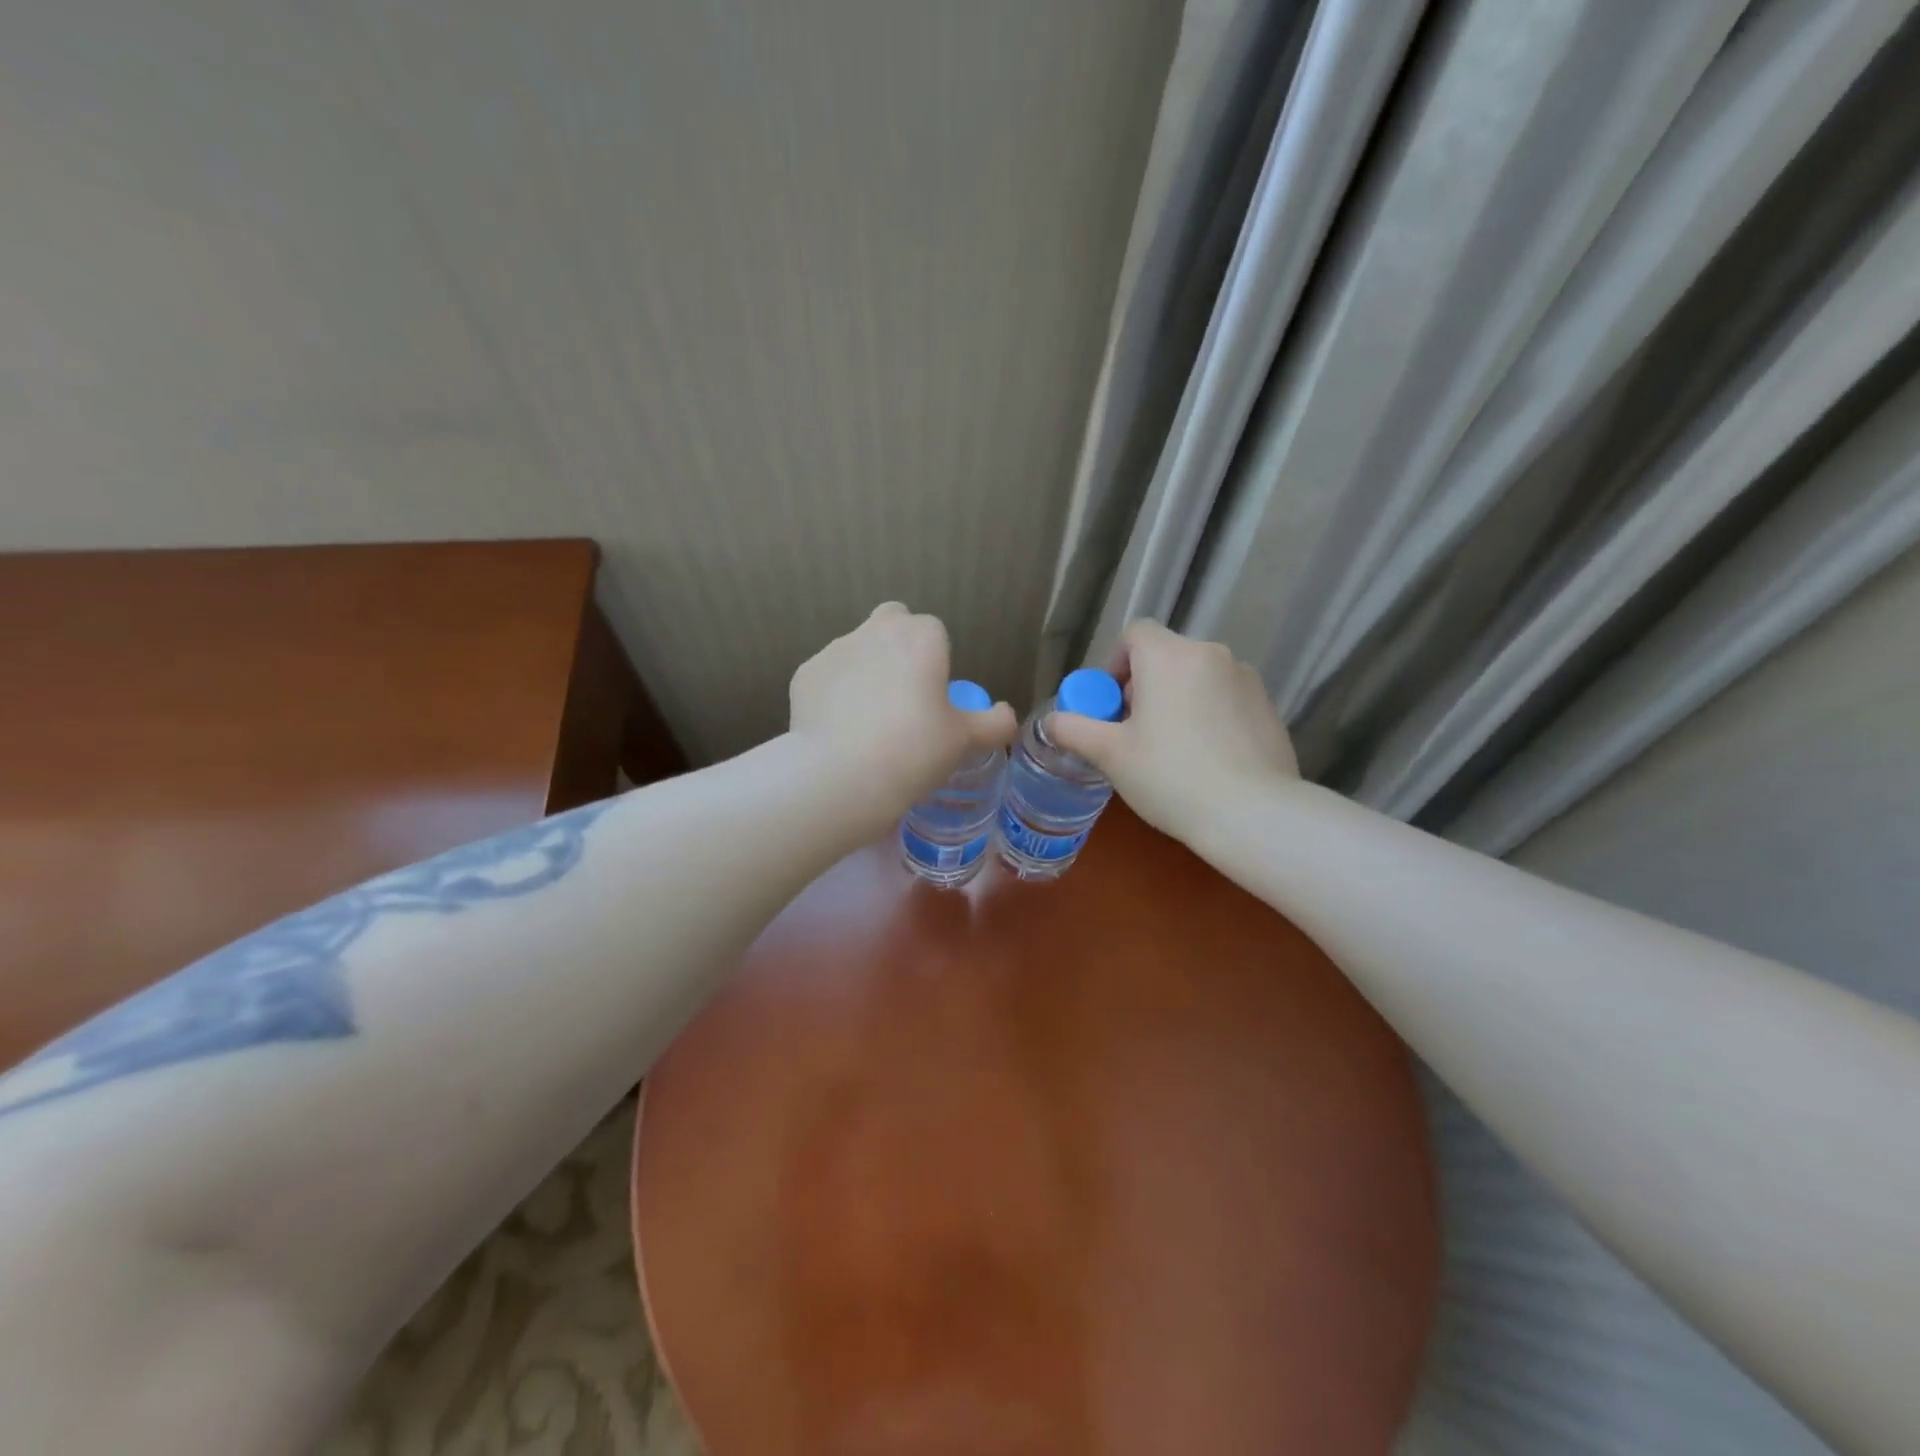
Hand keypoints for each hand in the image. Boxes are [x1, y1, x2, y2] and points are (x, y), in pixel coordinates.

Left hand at [789, 603, 1016, 827]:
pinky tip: (839, 730)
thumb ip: (993, 723)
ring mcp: (835, 650)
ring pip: (856, 649)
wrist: (842, 775)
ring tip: (868, 721)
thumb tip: (1006, 716)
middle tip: (904, 694)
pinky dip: (835, 694)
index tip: (934, 695)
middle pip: (892, 622)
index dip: (936, 660)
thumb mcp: (964, 741)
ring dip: (866, 671)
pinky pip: (828, 677)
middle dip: (898, 645)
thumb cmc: (914, 750)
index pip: (934, 630)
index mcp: (921, 637)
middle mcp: (876, 631)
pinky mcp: (804, 674)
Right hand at [1048, 620, 1297, 844]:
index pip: (1135, 634)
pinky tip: (1206, 760)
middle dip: (1143, 687)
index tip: (1110, 704)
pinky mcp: (1268, 707)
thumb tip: (1052, 721)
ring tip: (1171, 749)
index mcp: (1170, 657)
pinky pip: (1225, 699)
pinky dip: (1209, 716)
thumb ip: (1074, 730)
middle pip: (1166, 656)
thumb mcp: (1110, 755)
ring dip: (1177, 700)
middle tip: (1133, 732)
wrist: (1253, 814)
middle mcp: (1211, 655)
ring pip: (1197, 678)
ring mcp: (1246, 679)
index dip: (1115, 663)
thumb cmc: (1171, 777)